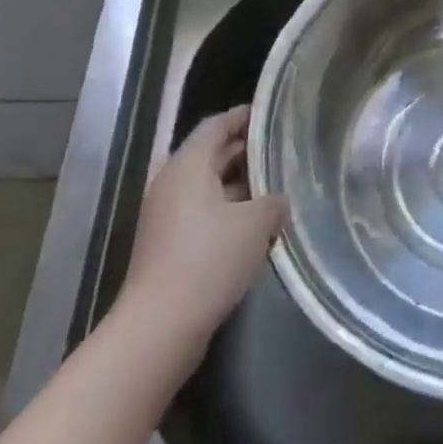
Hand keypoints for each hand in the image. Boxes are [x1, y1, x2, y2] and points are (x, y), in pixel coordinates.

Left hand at [116, 106, 285, 352]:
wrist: (159, 328)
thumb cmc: (208, 260)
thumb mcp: (256, 222)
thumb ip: (274, 201)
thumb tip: (278, 200)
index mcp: (188, 166)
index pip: (216, 125)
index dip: (244, 117)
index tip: (273, 116)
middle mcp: (172, 184)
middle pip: (211, 154)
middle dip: (246, 151)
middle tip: (283, 150)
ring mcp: (167, 217)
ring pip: (208, 187)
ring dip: (240, 185)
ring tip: (278, 187)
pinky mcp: (168, 246)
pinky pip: (203, 214)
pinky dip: (228, 211)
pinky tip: (257, 226)